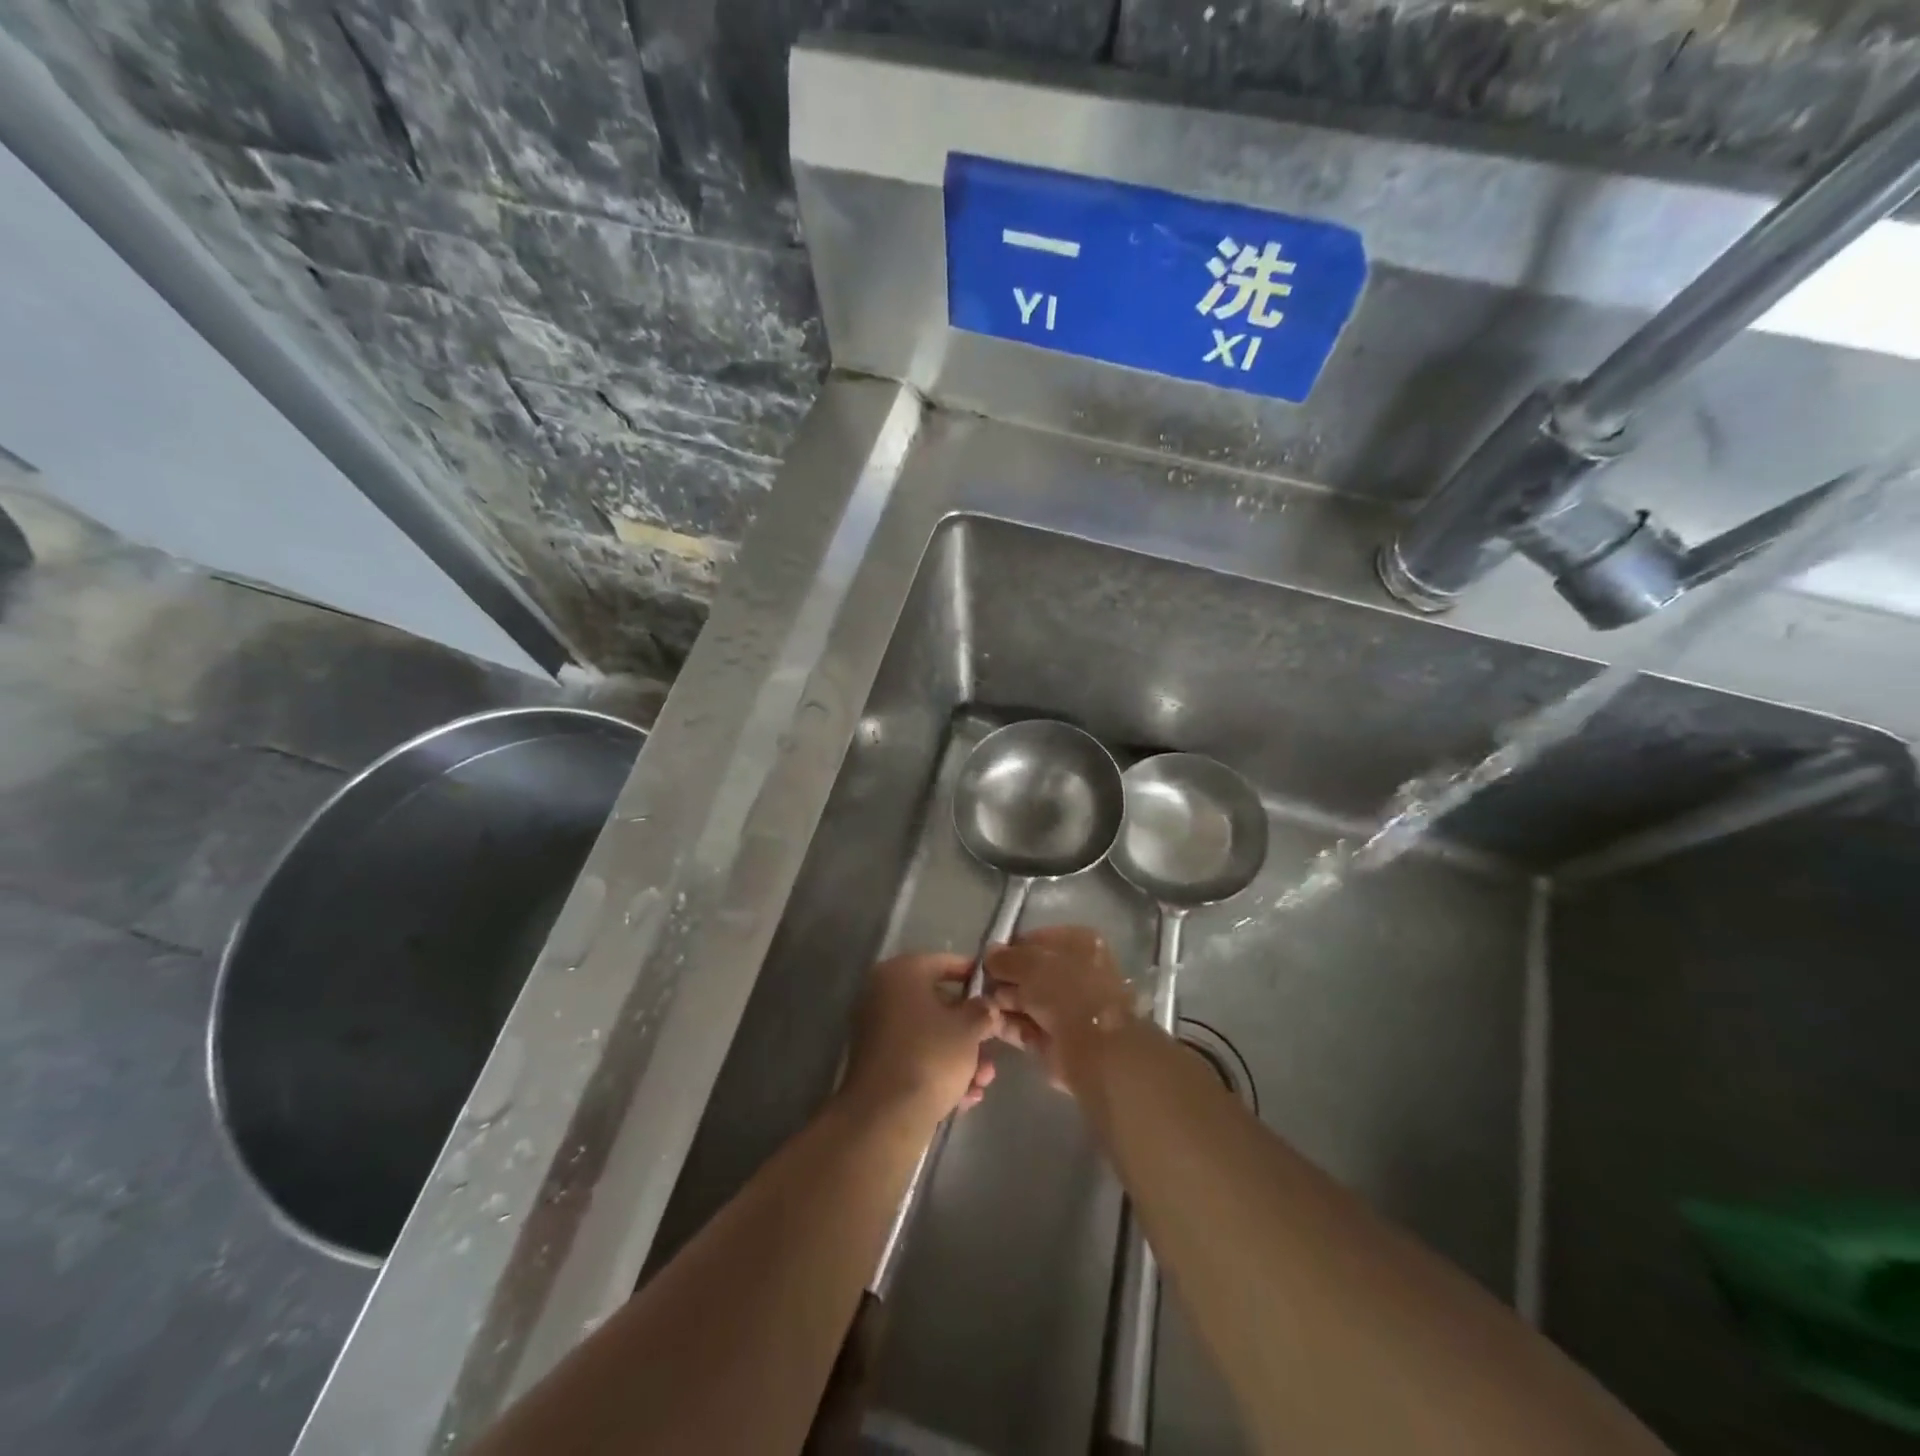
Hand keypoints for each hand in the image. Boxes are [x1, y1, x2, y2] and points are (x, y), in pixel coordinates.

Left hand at [842, 953, 1000, 1125]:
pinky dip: (939, 1072)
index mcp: (901, 973)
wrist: (885, 1116)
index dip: (974, 976)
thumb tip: (986, 1006)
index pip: (944, 963)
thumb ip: (982, 1010)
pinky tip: (965, 1097)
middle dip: (970, 1029)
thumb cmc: (931, 1055)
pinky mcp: (876, 1063)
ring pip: (929, 1035)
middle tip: (993, 1047)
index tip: (996, 992)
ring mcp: (876, 1030)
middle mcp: (882, 994)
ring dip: (960, 1056)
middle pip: (937, 1003)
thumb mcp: (969, 1028)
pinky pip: (915, 1057)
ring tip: (983, 1082)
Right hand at [985, 926, 1135, 1094]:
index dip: (1010, 948)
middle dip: (1004, 978)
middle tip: (980, 984)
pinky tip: (988, 1022)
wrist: (1094, 1049)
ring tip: (982, 1004)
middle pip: (1030, 971)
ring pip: (1027, 999)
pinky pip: (1027, 1026)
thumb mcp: (1030, 964)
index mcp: (1079, 944)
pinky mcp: (1057, 1038)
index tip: (987, 959)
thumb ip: (1006, 957)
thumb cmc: (1066, 992)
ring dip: (1003, 1001)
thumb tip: (989, 953)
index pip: (1037, 940)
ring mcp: (1068, 1008)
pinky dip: (1008, 1024)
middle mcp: (1076, 972)